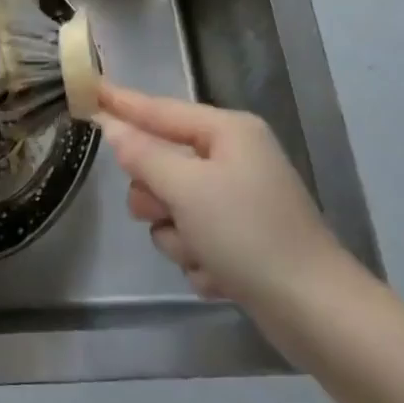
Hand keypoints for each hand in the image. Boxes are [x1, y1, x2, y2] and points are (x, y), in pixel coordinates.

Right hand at [98, 83, 359, 330]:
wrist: (317, 313)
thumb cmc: (249, 235)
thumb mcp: (187, 189)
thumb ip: (143, 154)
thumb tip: (113, 126)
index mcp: (226, 132)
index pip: (158, 109)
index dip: (120, 102)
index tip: (87, 89)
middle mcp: (232, 158)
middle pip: (160, 163)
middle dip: (157, 196)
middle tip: (168, 213)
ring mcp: (236, 200)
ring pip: (170, 207)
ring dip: (178, 236)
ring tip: (204, 255)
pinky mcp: (239, 239)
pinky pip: (192, 238)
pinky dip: (199, 259)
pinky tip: (222, 278)